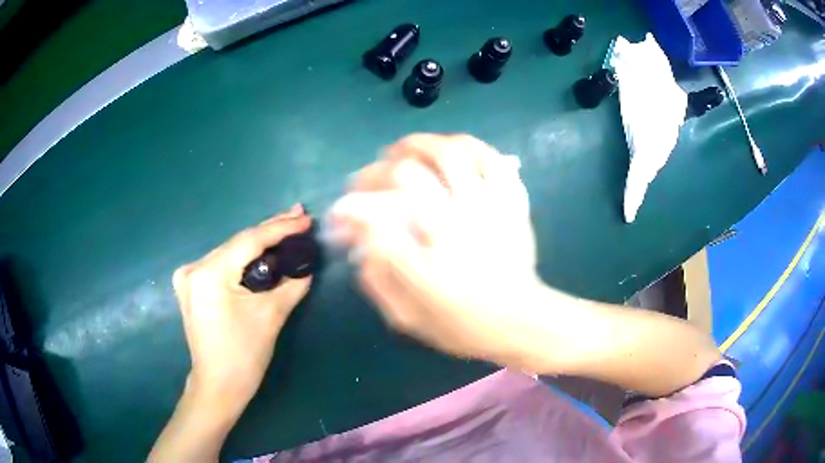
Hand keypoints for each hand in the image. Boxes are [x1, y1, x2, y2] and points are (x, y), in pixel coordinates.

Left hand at [172, 204, 311, 416]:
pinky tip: (263, 251)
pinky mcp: (191, 286)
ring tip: (286, 229)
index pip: (249, 241)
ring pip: (231, 252)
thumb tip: (307, 265)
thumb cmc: (244, 356)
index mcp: (209, 274)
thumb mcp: (271, 316)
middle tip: (299, 216)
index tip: (305, 218)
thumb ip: (292, 284)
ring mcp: (188, 276)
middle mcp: (193, 268)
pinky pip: (223, 264)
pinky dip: (244, 258)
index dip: (280, 228)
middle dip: (270, 231)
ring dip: (258, 244)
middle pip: (238, 243)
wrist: (219, 385)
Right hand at [330, 134, 543, 367]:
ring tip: (407, 148)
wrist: (519, 322)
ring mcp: (490, 207)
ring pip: (455, 154)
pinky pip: (495, 161)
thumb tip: (359, 241)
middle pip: (411, 173)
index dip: (352, 206)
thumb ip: (379, 279)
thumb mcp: (409, 316)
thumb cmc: (462, 324)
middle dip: (380, 168)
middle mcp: (458, 223)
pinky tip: (455, 148)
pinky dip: (471, 147)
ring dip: (424, 144)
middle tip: (372, 172)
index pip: (377, 216)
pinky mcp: (512, 204)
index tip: (343, 208)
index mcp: (428, 258)